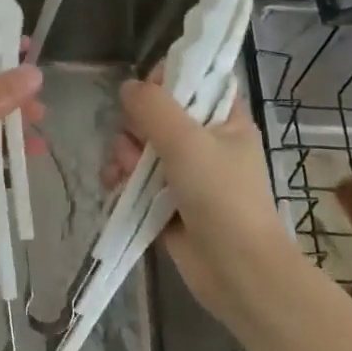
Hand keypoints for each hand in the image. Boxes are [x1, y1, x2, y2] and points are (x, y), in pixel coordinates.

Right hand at [102, 70, 292, 326]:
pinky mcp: (165, 198)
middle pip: (155, 112)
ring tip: (126, 174)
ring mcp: (183, 171)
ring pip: (139, 144)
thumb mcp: (187, 141)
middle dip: (136, 126)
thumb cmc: (221, 197)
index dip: (167, 80)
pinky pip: (133, 175)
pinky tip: (115, 185)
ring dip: (124, 155)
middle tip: (139, 143)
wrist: (236, 271)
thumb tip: (128, 87)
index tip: (150, 95)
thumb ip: (153, 107)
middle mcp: (204, 140)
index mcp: (224, 118)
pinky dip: (121, 178)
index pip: (194, 80)